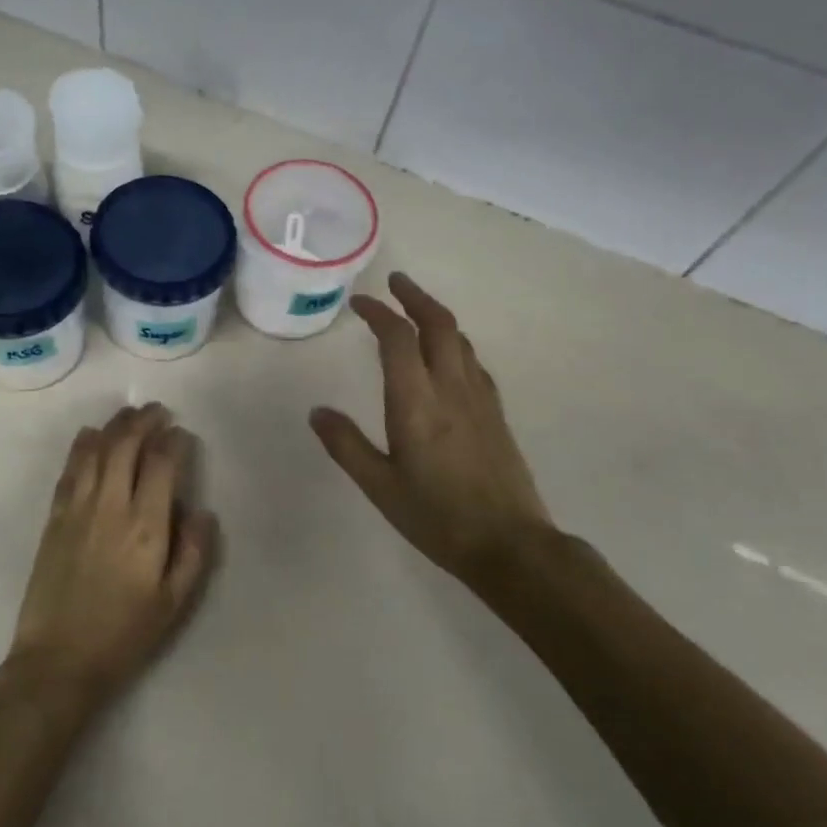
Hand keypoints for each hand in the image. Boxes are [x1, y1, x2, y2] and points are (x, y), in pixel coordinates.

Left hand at [7, 404, 217, 709]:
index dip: (174, 442)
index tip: (182, 434)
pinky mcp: (54, 519)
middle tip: (158, 412)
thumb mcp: (175, 603)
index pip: (162, 464)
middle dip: (144, 422)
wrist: (58, 660)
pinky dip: (82, 446)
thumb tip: (202, 510)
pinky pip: (70, 470)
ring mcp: (77, 509)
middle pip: (126, 446)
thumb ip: (194, 552)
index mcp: (146, 527)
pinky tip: (89, 435)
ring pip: (96, 451)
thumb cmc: (125, 634)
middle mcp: (111, 506)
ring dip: (114, 426)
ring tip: (129, 415)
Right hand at [310, 273, 556, 597]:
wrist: (510, 544)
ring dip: (436, 316)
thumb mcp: (379, 487)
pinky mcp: (496, 413)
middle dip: (415, 296)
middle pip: (438, 324)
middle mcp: (451, 388)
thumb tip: (317, 412)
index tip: (360, 303)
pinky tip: (448, 356)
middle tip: (394, 282)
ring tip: (416, 311)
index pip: (398, 339)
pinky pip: (473, 362)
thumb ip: (346, 445)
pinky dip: (455, 343)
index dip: (378, 313)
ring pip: (460, 339)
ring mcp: (479, 398)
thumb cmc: (436, 517)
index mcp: (416, 402)